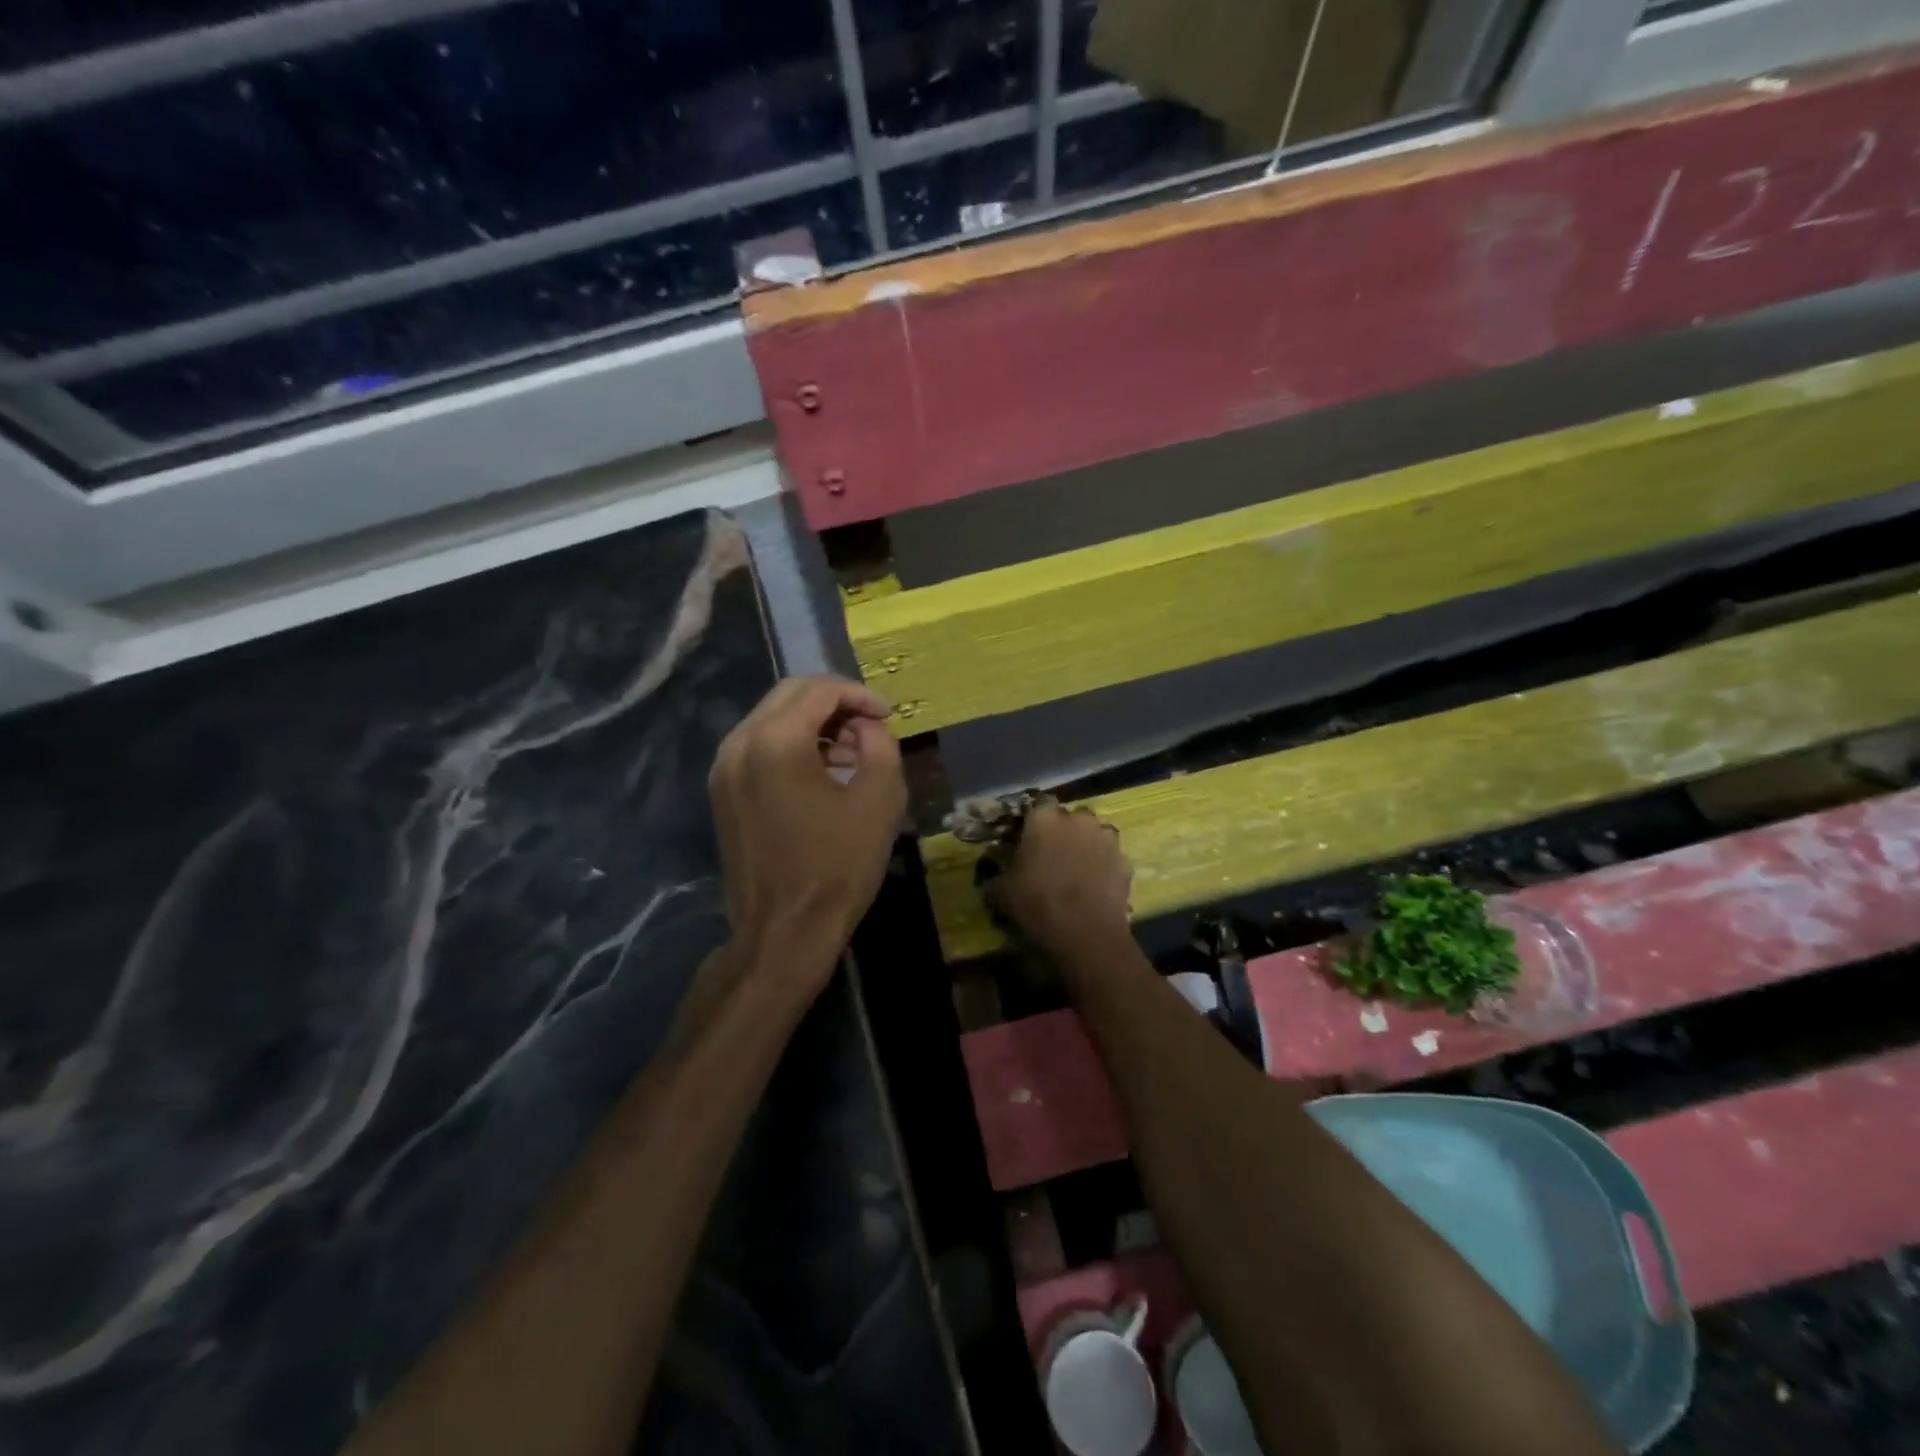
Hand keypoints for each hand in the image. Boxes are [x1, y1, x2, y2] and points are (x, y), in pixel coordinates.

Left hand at [709, 676, 905, 988]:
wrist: (783, 932)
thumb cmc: (837, 867)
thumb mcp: (879, 800)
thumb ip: (879, 745)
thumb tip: (866, 726)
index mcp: (775, 741)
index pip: (819, 689)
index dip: (859, 694)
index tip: (888, 715)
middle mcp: (739, 743)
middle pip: (790, 695)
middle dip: (835, 702)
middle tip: (871, 725)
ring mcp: (724, 769)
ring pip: (772, 718)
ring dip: (813, 722)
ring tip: (852, 751)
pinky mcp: (722, 792)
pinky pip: (759, 746)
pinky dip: (792, 744)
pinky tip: (822, 771)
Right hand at [987, 800, 1131, 956]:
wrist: (1084, 934)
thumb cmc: (1036, 904)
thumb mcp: (1001, 892)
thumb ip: (997, 874)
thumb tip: (994, 874)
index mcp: (1044, 819)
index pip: (1039, 802)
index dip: (1035, 819)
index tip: (1029, 835)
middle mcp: (1078, 820)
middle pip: (1071, 817)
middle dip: (1065, 831)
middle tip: (1054, 855)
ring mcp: (1106, 839)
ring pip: (1095, 835)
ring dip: (1087, 846)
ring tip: (1078, 871)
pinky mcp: (1126, 862)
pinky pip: (1111, 858)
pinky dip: (1105, 867)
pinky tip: (1096, 887)